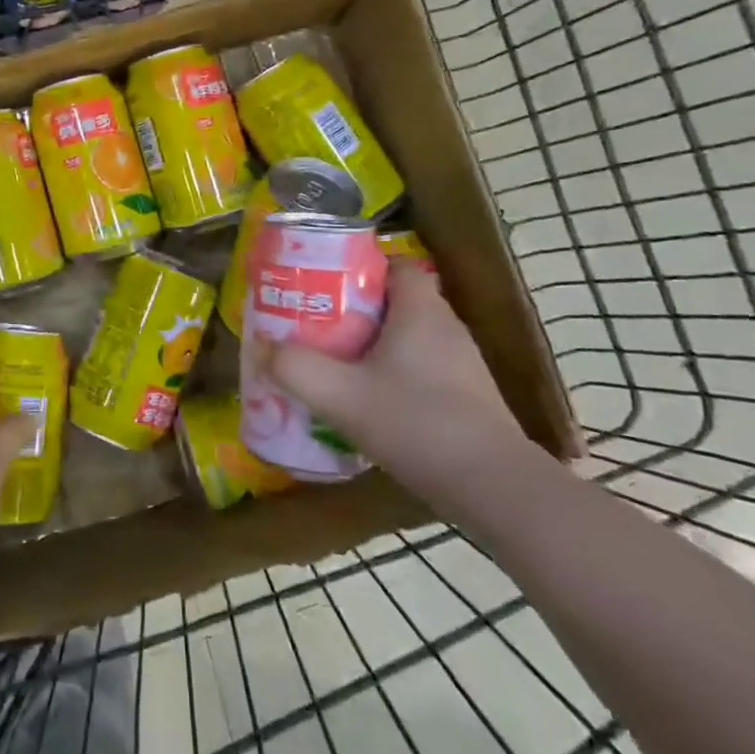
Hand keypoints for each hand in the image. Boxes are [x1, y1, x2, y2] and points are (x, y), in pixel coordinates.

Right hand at [255, 258, 528, 503]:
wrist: (495, 488)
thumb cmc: (417, 423)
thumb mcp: (341, 395)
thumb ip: (295, 367)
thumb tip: (259, 346)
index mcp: (420, 310)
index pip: (395, 265)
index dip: (361, 268)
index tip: (325, 285)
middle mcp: (446, 327)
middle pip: (397, 301)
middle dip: (356, 310)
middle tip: (318, 325)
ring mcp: (463, 365)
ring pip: (410, 338)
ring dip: (375, 345)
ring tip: (336, 363)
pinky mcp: (469, 398)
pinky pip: (423, 369)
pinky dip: (396, 375)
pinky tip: (371, 402)